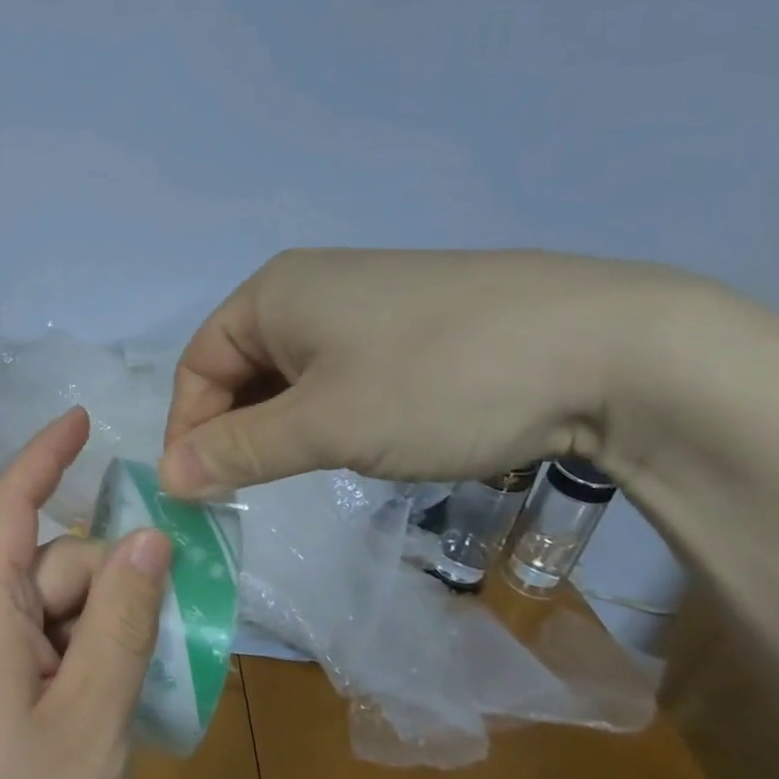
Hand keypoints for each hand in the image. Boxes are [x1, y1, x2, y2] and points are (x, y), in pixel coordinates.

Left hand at [0, 407, 170, 778]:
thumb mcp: (90, 720)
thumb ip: (122, 621)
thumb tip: (148, 539)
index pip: (14, 499)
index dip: (49, 452)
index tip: (84, 417)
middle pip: (49, 567)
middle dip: (108, 588)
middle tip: (166, 640)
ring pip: (44, 613)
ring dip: (95, 636)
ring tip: (136, 697)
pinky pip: (27, 650)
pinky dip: (70, 663)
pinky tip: (99, 714)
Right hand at [157, 248, 691, 495]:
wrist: (612, 348)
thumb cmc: (436, 380)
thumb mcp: (324, 426)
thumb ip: (238, 452)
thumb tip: (166, 480)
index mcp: (271, 292)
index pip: (198, 365)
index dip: (188, 430)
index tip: (196, 492)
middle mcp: (306, 285)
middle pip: (240, 366)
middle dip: (235, 430)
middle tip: (247, 491)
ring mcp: (362, 299)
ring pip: (290, 372)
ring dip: (281, 425)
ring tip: (302, 470)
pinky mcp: (408, 321)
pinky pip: (337, 369)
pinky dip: (326, 410)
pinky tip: (357, 438)